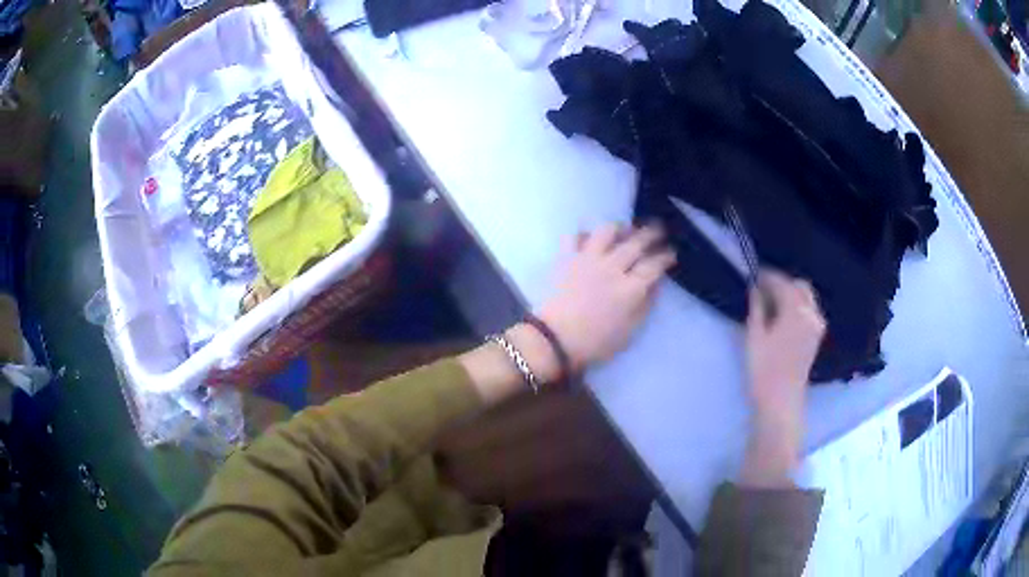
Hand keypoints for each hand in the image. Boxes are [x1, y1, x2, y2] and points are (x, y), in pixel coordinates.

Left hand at [536, 223, 675, 371]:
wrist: (554, 340)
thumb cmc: (595, 343)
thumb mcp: (629, 332)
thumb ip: (645, 306)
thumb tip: (655, 285)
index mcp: (630, 289)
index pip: (653, 265)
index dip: (665, 256)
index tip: (671, 252)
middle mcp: (612, 268)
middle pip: (635, 243)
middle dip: (651, 234)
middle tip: (658, 230)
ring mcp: (587, 259)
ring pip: (606, 232)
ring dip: (619, 228)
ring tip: (624, 229)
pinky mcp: (566, 258)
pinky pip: (574, 237)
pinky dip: (582, 234)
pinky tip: (588, 238)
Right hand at [741, 270, 825, 487]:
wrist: (780, 401)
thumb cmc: (763, 369)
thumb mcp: (754, 336)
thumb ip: (756, 308)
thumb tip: (755, 289)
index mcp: (796, 310)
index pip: (782, 283)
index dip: (767, 277)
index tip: (754, 275)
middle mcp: (811, 313)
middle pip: (800, 286)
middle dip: (783, 283)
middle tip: (763, 289)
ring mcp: (817, 326)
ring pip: (807, 298)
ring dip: (791, 294)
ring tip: (771, 302)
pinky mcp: (816, 337)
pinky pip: (809, 311)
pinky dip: (798, 307)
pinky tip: (783, 316)